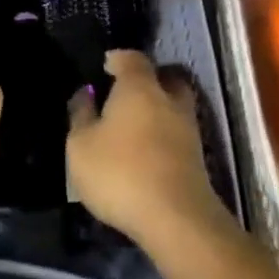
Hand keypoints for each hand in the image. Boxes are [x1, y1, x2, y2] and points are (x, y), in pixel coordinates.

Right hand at [66, 51, 224, 246]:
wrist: (176, 220)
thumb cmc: (120, 172)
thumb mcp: (81, 145)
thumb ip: (81, 115)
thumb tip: (85, 93)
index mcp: (139, 88)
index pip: (132, 59)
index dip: (118, 59)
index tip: (105, 66)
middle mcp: (169, 101)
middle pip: (165, 79)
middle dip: (149, 81)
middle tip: (126, 93)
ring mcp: (188, 130)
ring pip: (175, 108)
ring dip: (159, 111)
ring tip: (135, 126)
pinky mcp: (197, 160)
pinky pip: (178, 135)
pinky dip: (164, 136)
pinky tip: (147, 152)